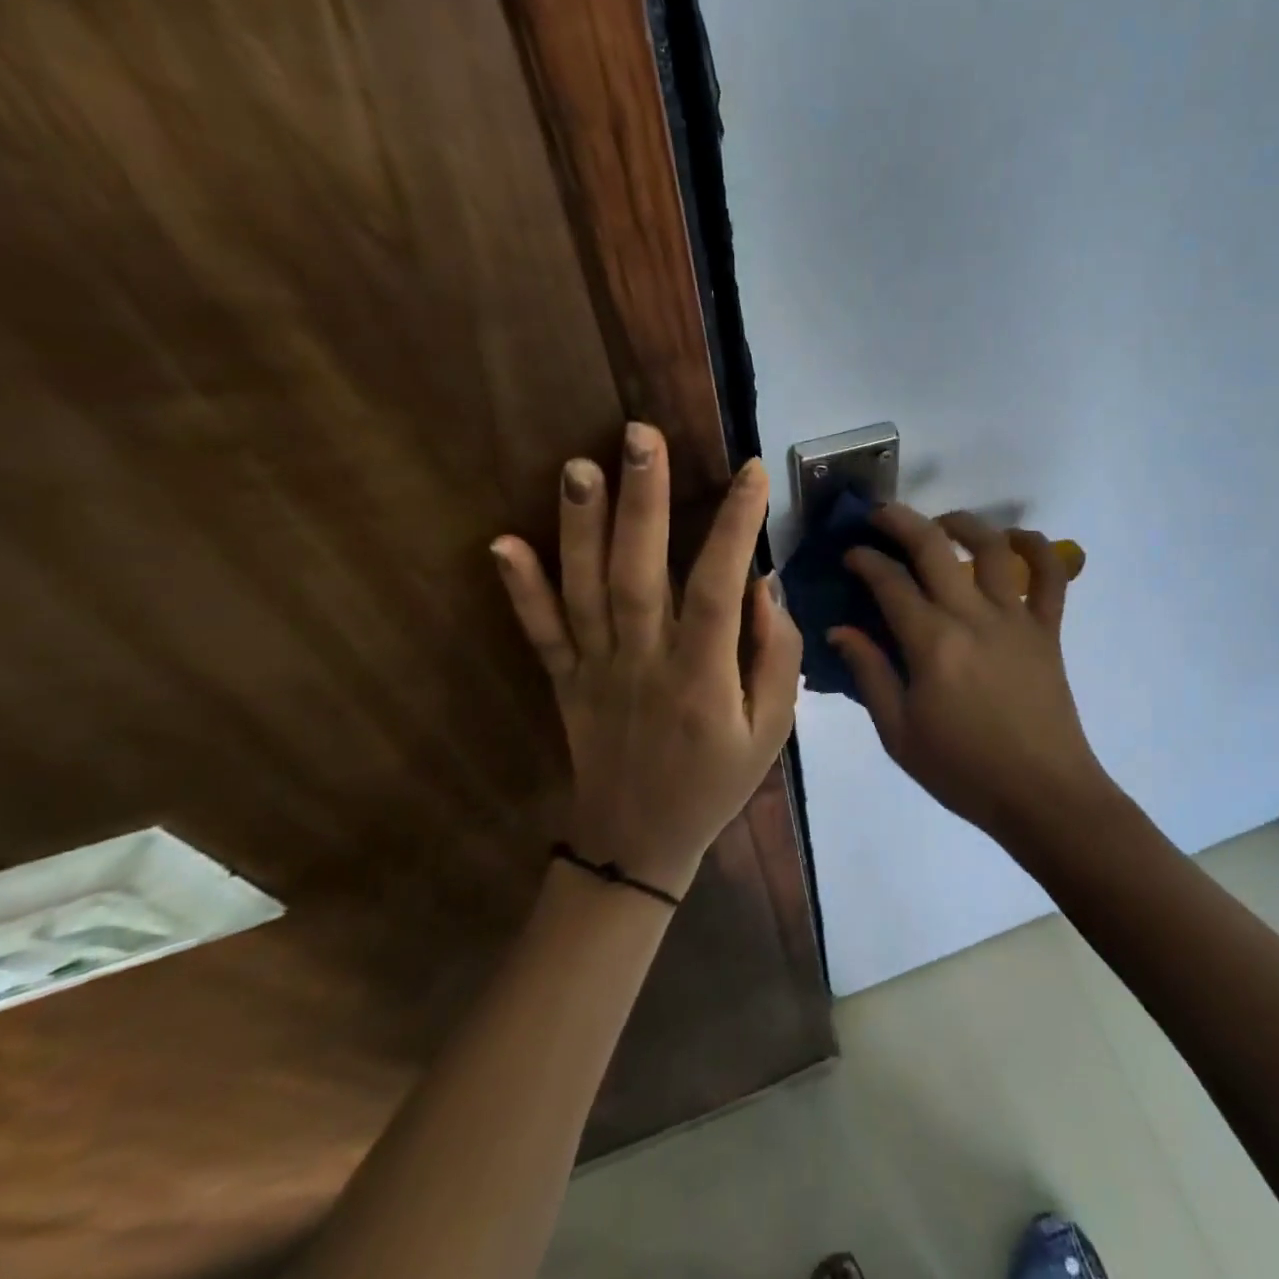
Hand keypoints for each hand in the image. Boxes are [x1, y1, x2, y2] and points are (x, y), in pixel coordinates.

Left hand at [490, 423, 802, 898]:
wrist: (638, 843)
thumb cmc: (716, 781)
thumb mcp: (772, 730)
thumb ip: (777, 656)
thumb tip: (763, 584)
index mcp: (702, 677)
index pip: (718, 588)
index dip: (735, 527)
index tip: (752, 471)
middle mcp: (644, 663)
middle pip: (639, 575)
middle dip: (642, 502)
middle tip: (640, 435)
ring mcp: (595, 670)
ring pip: (584, 593)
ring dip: (579, 528)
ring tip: (579, 465)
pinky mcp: (563, 681)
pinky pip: (539, 634)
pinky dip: (519, 591)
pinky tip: (501, 543)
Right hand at [828, 505, 1108, 837]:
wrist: (1041, 794)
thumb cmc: (963, 770)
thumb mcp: (899, 733)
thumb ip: (870, 674)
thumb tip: (840, 630)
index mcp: (932, 643)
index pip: (890, 583)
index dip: (865, 561)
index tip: (850, 555)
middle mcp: (973, 616)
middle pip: (934, 547)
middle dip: (900, 521)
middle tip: (880, 516)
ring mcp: (1016, 618)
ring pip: (992, 547)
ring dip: (962, 523)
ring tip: (941, 523)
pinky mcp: (1048, 629)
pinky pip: (1051, 576)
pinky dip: (1036, 548)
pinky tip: (1015, 539)